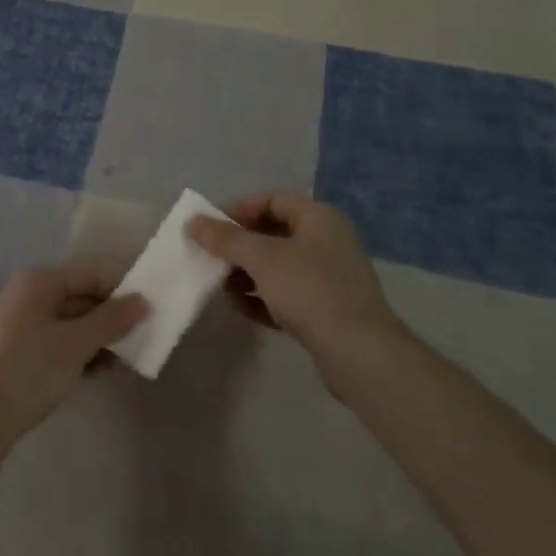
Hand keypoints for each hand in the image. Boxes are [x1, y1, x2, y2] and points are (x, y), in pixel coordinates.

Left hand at [0, 267, 147, 458]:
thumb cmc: (28, 371)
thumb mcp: (75, 344)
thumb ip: (111, 320)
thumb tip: (143, 300)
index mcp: (39, 281)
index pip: (91, 275)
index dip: (121, 292)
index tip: (150, 314)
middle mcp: (29, 294)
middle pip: (81, 297)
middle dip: (110, 319)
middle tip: (143, 341)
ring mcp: (21, 323)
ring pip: (70, 323)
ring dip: (97, 339)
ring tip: (126, 361)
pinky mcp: (18, 351)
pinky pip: (58, 342)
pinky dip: (78, 353)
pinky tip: (99, 372)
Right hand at [188, 193, 399, 358]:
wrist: (361, 355)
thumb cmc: (310, 290)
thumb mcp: (261, 258)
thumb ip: (225, 238)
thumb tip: (193, 222)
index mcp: (318, 217)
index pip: (270, 200)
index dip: (237, 210)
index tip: (209, 228)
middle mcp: (327, 241)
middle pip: (272, 233)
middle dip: (239, 247)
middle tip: (211, 259)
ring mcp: (330, 277)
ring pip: (278, 266)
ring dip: (248, 275)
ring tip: (223, 289)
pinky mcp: (328, 310)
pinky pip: (288, 294)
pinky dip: (265, 298)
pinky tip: (244, 309)